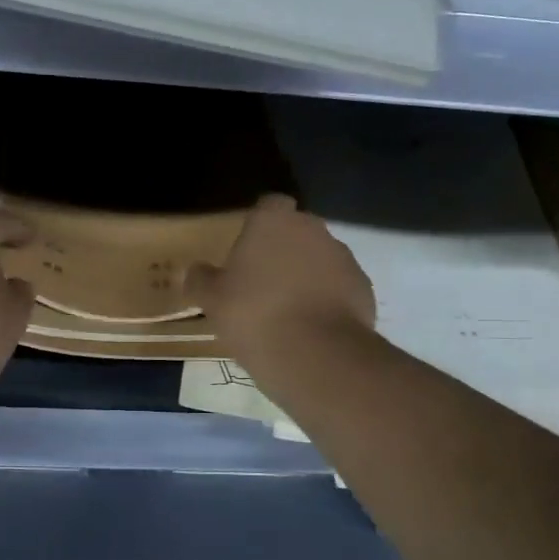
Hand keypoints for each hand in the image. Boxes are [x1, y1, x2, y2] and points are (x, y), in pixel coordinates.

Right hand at [185, 195, 374, 365]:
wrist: (316, 354)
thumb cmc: (254, 315)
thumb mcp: (212, 300)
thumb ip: (201, 279)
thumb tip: (194, 271)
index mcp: (273, 222)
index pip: (268, 206)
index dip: (258, 225)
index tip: (248, 249)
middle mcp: (313, 229)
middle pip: (297, 231)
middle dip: (284, 250)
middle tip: (263, 282)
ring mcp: (344, 258)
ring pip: (321, 259)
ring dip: (308, 275)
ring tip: (289, 310)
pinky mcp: (364, 288)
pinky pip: (340, 287)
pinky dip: (329, 300)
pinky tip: (313, 327)